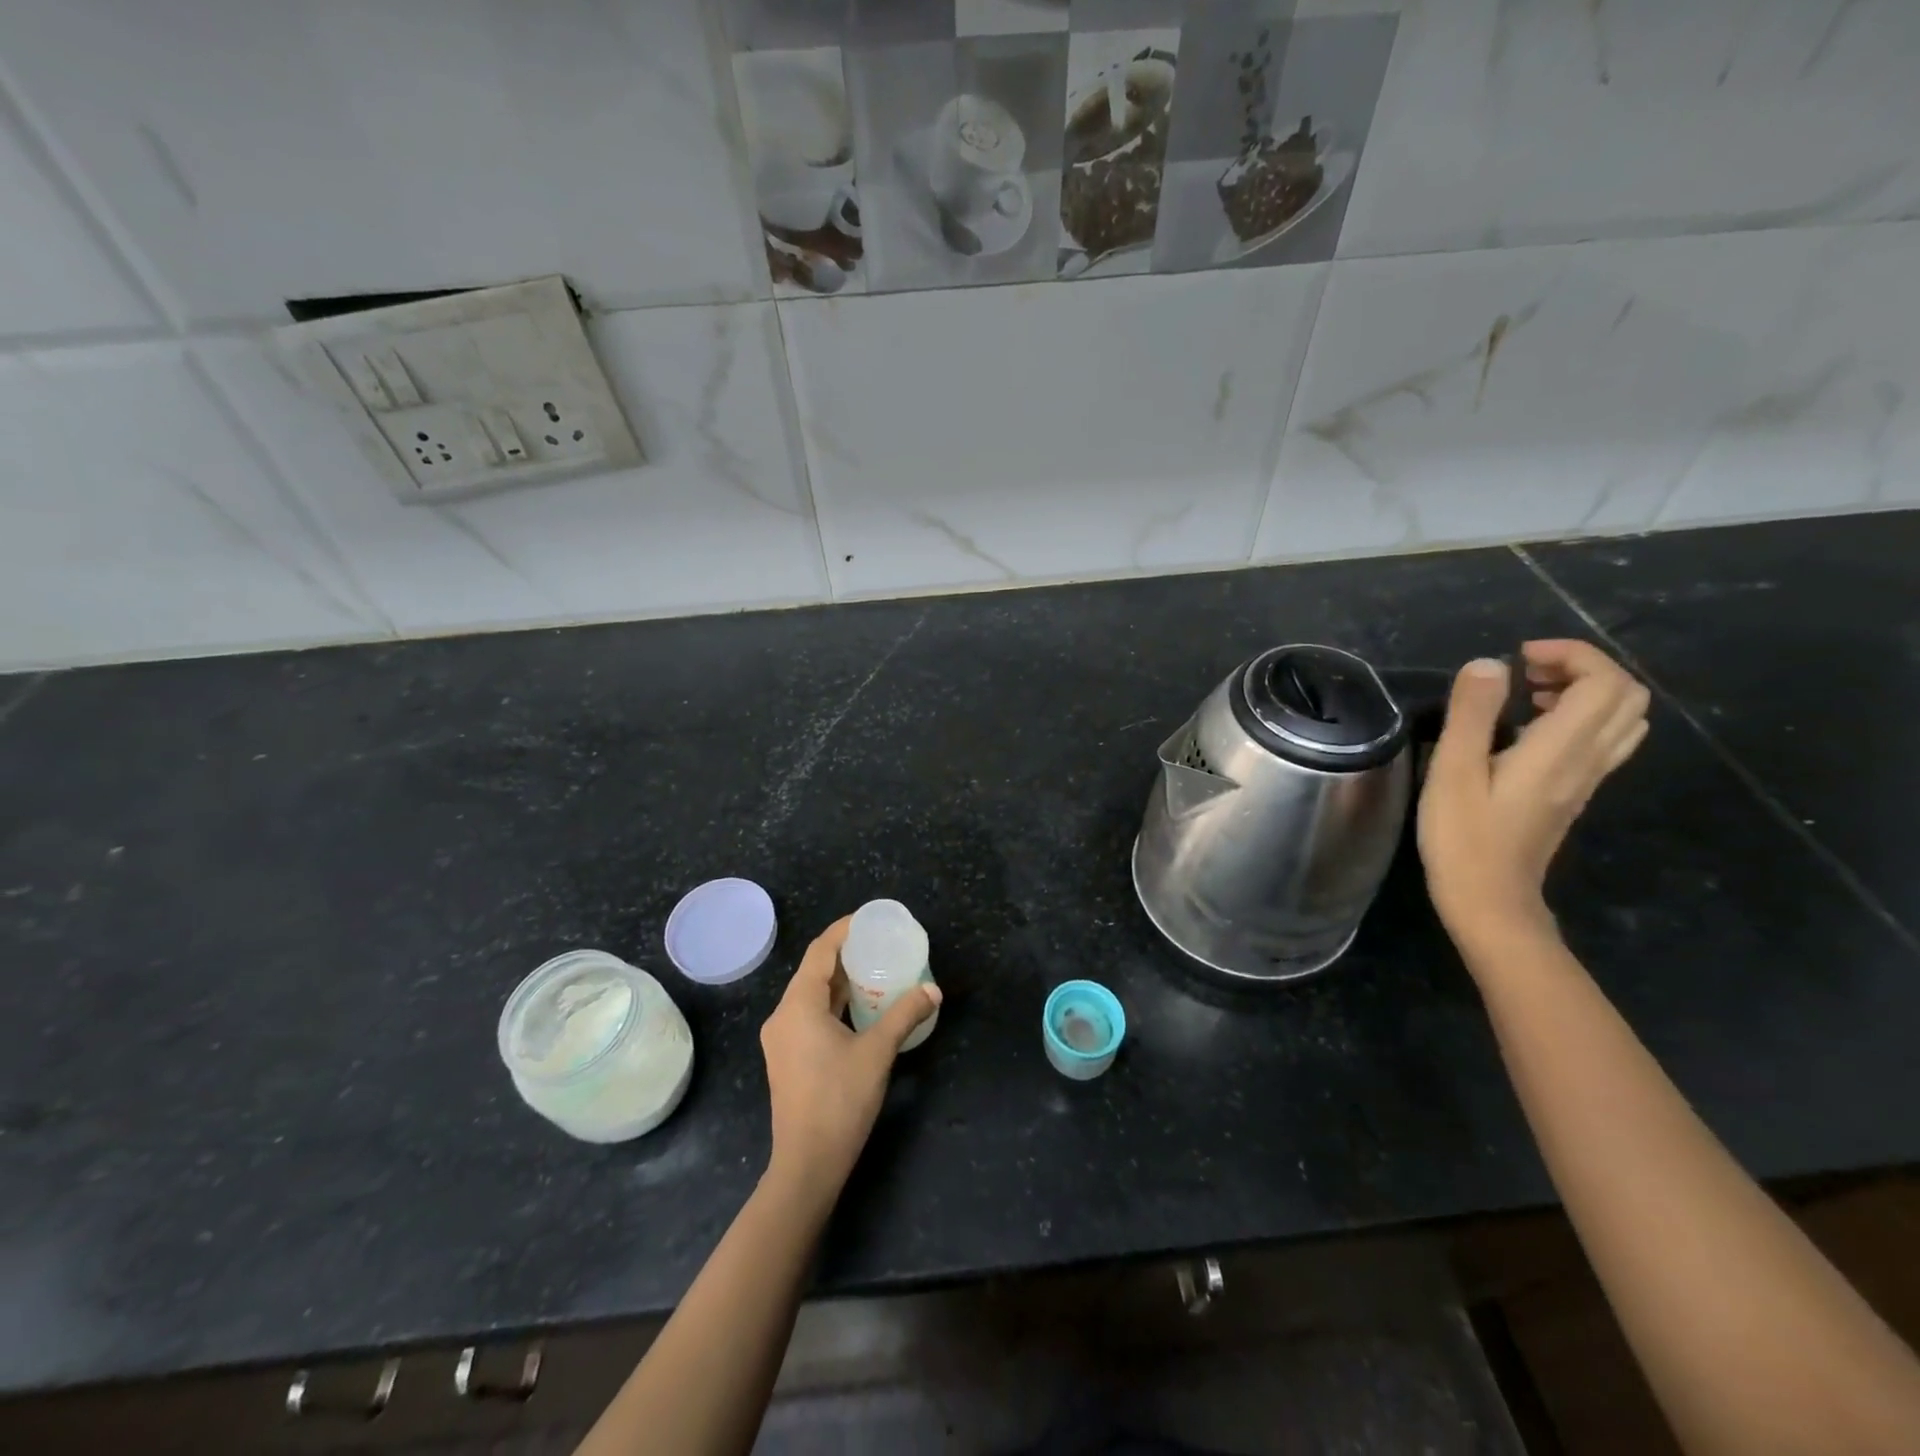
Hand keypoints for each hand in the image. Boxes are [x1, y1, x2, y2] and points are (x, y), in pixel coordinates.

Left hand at [759, 917, 940, 1204]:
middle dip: (845, 953)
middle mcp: (783, 1015)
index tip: (869, 919)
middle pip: (813, 971)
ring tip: (875, 970)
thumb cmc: (839, 1101)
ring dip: (840, 980)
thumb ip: (904, 1015)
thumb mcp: (877, 1053)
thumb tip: (933, 991)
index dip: (843, 930)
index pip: (819, 951)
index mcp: (798, 1005)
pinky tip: (859, 1008)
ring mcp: (781, 1039)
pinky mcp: (787, 1057)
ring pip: (811, 995)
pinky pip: (809, 1015)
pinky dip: (833, 1003)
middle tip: (879, 944)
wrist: (806, 1165)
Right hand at [1418, 641, 1649, 949]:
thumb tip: (1489, 664)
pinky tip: (1529, 730)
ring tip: (1529, 695)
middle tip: (1525, 674)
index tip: (1519, 657)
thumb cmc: (1463, 836)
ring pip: (1621, 719)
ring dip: (1584, 692)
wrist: (1490, 898)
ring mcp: (1587, 779)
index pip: (1605, 682)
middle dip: (1582, 668)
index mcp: (1561, 748)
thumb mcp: (1453, 771)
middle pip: (1626, 695)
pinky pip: (1602, 740)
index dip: (1572, 654)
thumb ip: (1472, 714)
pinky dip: (1578, 718)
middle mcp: (1588, 759)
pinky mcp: (1575, 793)